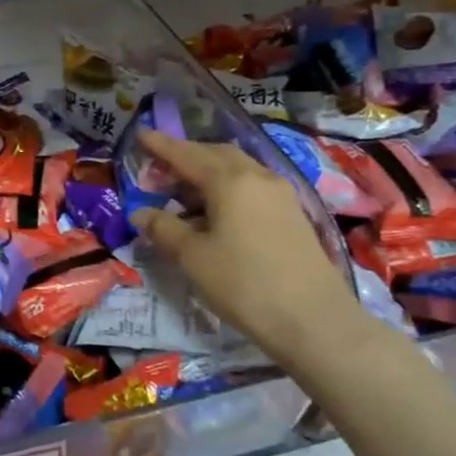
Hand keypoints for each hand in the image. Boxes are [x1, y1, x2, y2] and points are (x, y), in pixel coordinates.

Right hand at [129, 129, 385, 374]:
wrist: (315, 321)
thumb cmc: (244, 284)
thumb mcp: (193, 257)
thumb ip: (163, 228)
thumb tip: (140, 213)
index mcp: (230, 180)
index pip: (186, 154)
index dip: (161, 145)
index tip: (140, 134)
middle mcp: (258, 176)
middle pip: (215, 154)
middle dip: (185, 156)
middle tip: (158, 168)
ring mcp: (280, 194)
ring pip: (237, 169)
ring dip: (207, 173)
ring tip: (183, 193)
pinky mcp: (292, 214)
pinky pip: (251, 187)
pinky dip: (226, 189)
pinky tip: (215, 212)